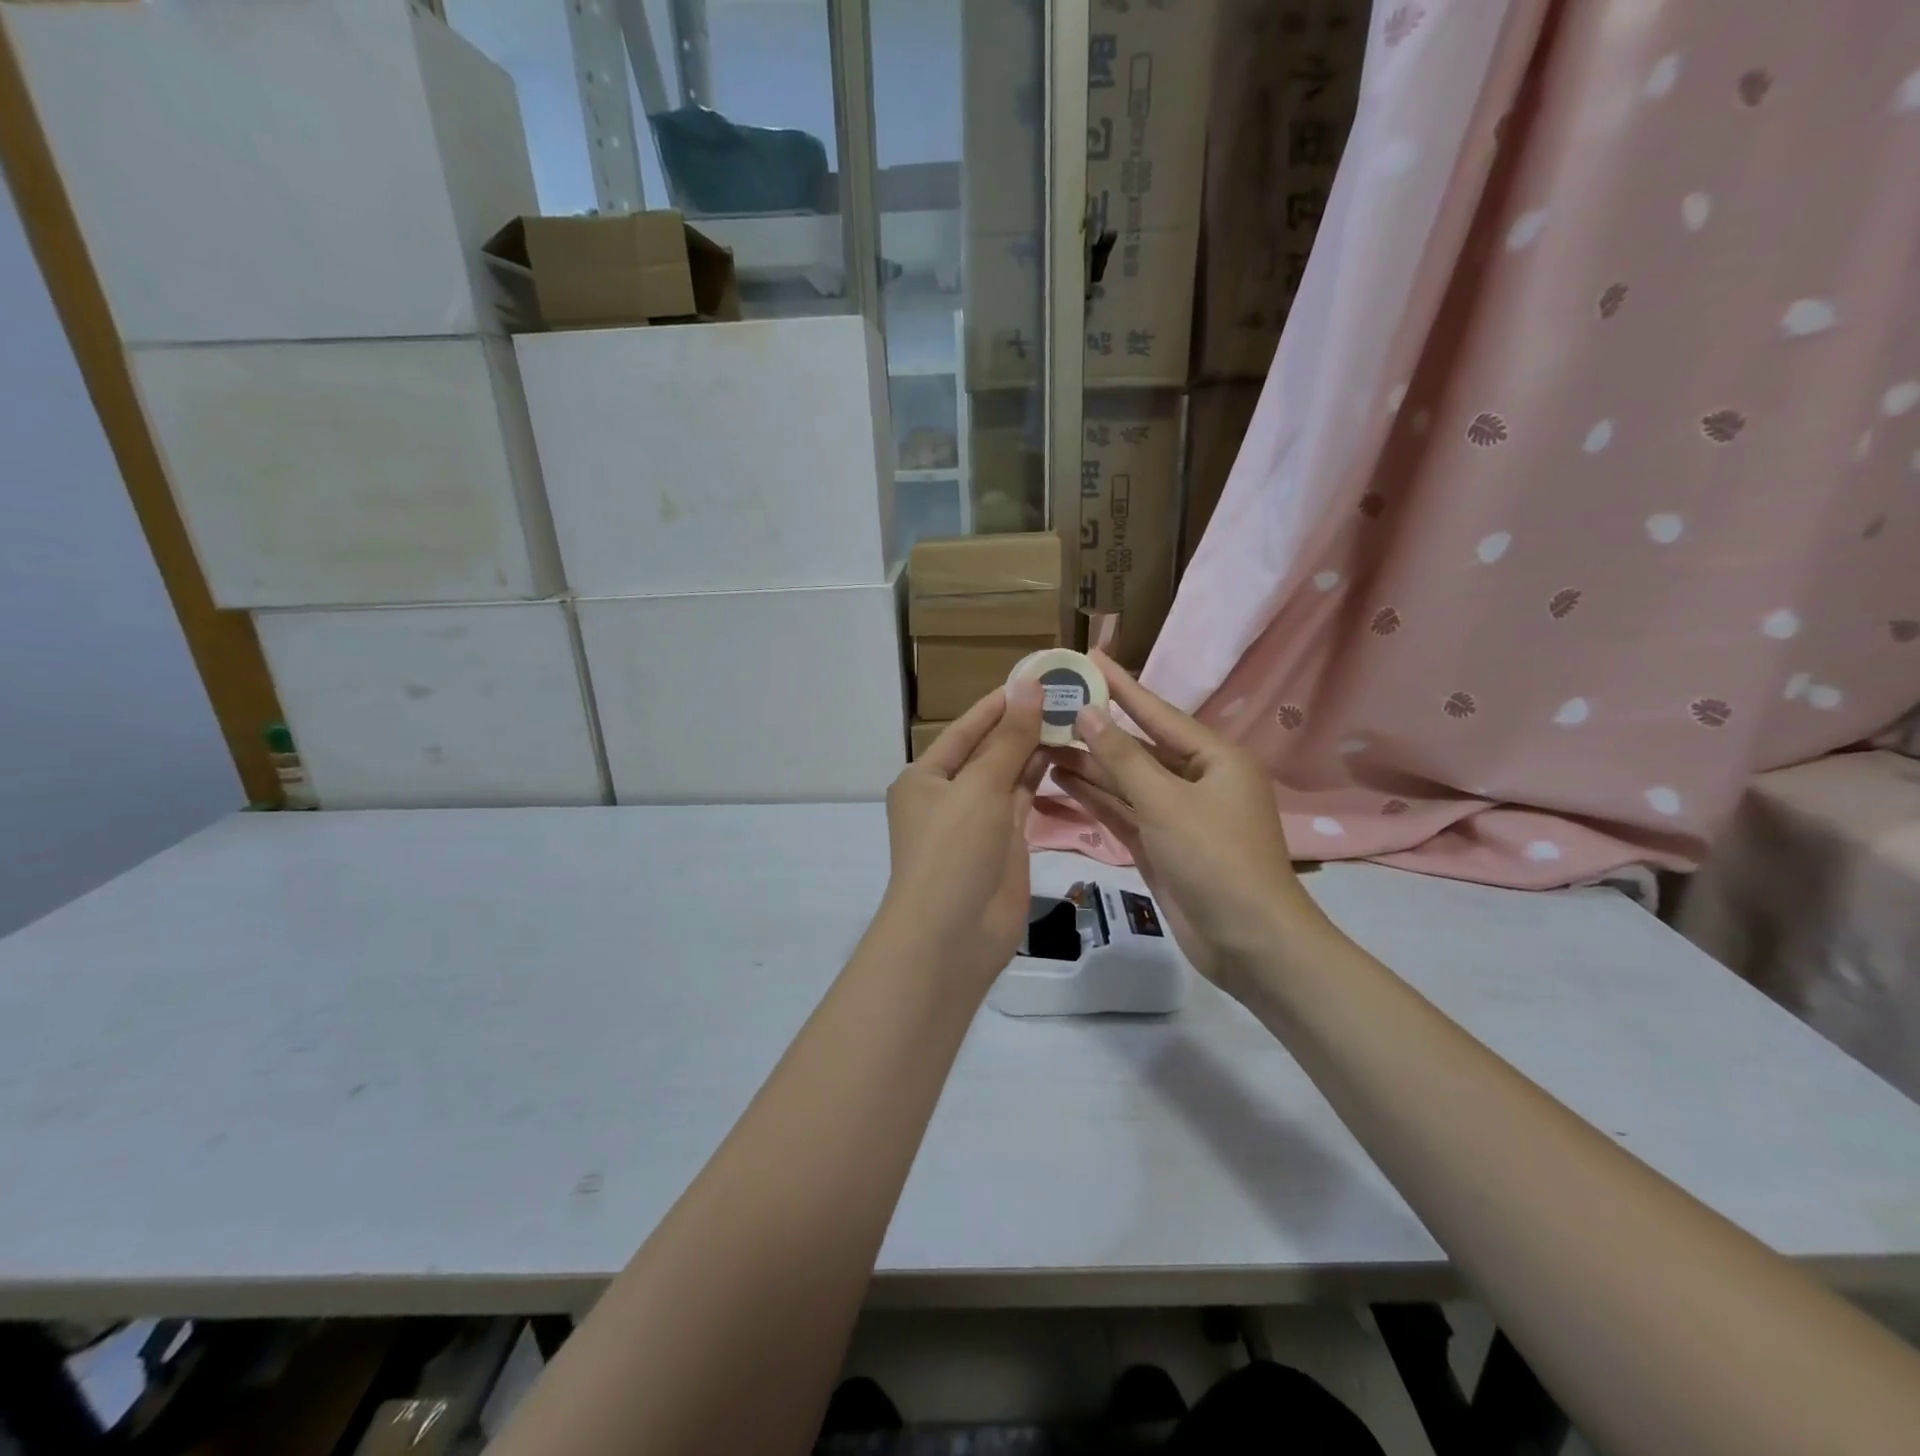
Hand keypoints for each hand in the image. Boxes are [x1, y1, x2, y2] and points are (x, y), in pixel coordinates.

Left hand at [878, 681, 1046, 989]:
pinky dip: (1043, 781)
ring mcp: (978, 821)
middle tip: (1069, 695)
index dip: (999, 703)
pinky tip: (1069, 757)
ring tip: (1076, 719)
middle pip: (989, 751)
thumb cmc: (953, 851)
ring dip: (1037, 751)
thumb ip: (1009, 739)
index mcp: (926, 777)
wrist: (953, 936)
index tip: (1037, 677)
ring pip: (1010, 776)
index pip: (966, 729)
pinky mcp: (1004, 844)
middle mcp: (949, 795)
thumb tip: (1028, 685)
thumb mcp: (979, 787)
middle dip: (1023, 726)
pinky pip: (1025, 803)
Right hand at [1044, 652, 1325, 993]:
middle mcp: (1196, 780)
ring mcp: (1176, 815)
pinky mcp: (1160, 845)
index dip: (1122, 685)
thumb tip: (1088, 713)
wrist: (1249, 943)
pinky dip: (1094, 798)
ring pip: (1125, 781)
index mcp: (1214, 759)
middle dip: (1095, 730)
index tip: (1090, 657)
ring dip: (1088, 765)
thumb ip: (1122, 757)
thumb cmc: (1215, 860)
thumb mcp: (1166, 802)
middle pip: (1137, 747)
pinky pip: (1123, 812)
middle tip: (1050, 706)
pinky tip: (1060, 780)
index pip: (1157, 712)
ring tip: (1042, 742)